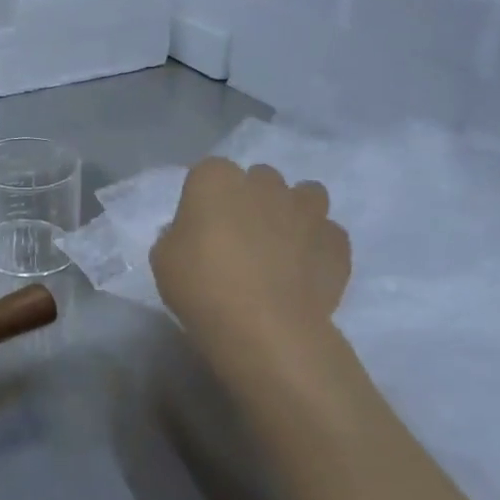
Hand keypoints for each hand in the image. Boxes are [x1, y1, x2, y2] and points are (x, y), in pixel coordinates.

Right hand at [150, 159, 351, 382]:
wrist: (264, 328)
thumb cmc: (201, 286)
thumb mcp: (163, 259)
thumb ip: (177, 235)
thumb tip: (192, 234)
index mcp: (216, 181)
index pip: (209, 171)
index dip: (205, 195)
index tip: (200, 223)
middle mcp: (264, 185)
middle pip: (259, 178)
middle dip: (252, 198)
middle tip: (240, 235)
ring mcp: (306, 211)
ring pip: (306, 195)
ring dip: (294, 211)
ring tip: (282, 243)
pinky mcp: (336, 243)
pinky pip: (328, 234)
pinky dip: (319, 246)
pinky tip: (306, 269)